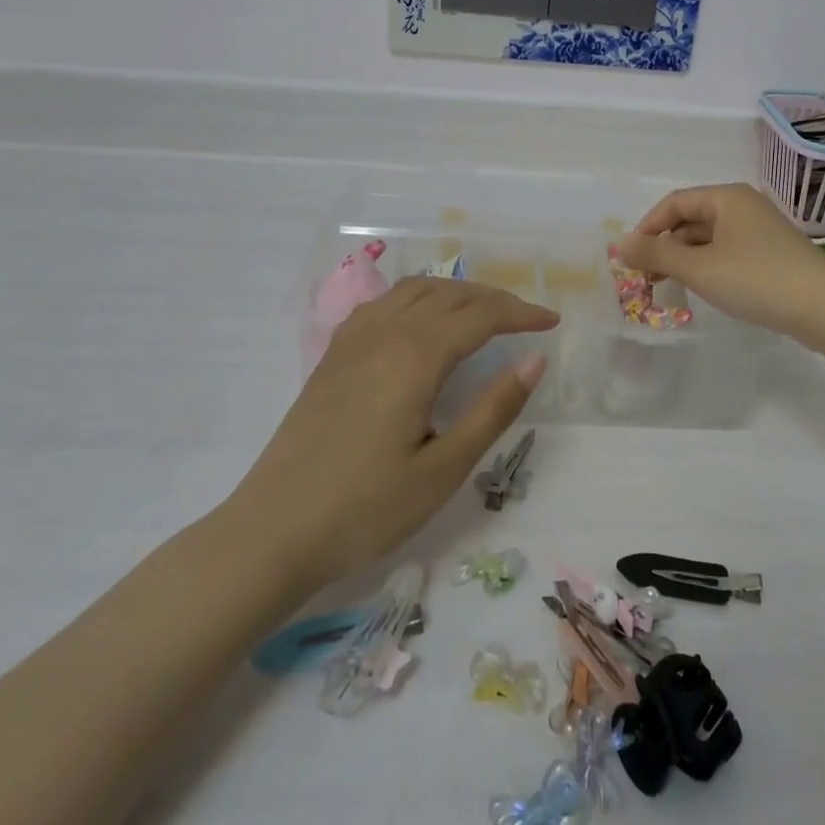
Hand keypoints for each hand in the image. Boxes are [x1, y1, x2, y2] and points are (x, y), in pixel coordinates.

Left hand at [227, 278, 557, 592]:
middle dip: (494, 299)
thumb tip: (535, 360)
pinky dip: (418, 298)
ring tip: (482, 313)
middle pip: (449, 294)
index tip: (552, 322)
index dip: (520, 314)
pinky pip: (384, 304)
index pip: (480, 316)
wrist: (272, 533)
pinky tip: (422, 322)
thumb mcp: (443, 469)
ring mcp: (352, 340)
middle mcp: (384, 333)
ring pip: (414, 291)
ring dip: (456, 292)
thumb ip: (493, 409)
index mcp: (414, 356)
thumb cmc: (365, 510)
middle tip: (526, 319)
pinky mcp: (333, 356)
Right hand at [614, 183, 824, 346]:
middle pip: (691, 219)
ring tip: (668, 286)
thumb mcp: (699, 268)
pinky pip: (728, 252)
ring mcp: (760, 230)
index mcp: (727, 198)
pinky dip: (708, 266)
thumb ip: (656, 255)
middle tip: (645, 277)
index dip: (647, 227)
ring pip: (709, 238)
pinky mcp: (772, 254)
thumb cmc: (757, 279)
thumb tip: (618, 244)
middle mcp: (744, 206)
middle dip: (665, 246)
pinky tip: (703, 288)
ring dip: (684, 258)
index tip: (631, 257)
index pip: (674, 203)